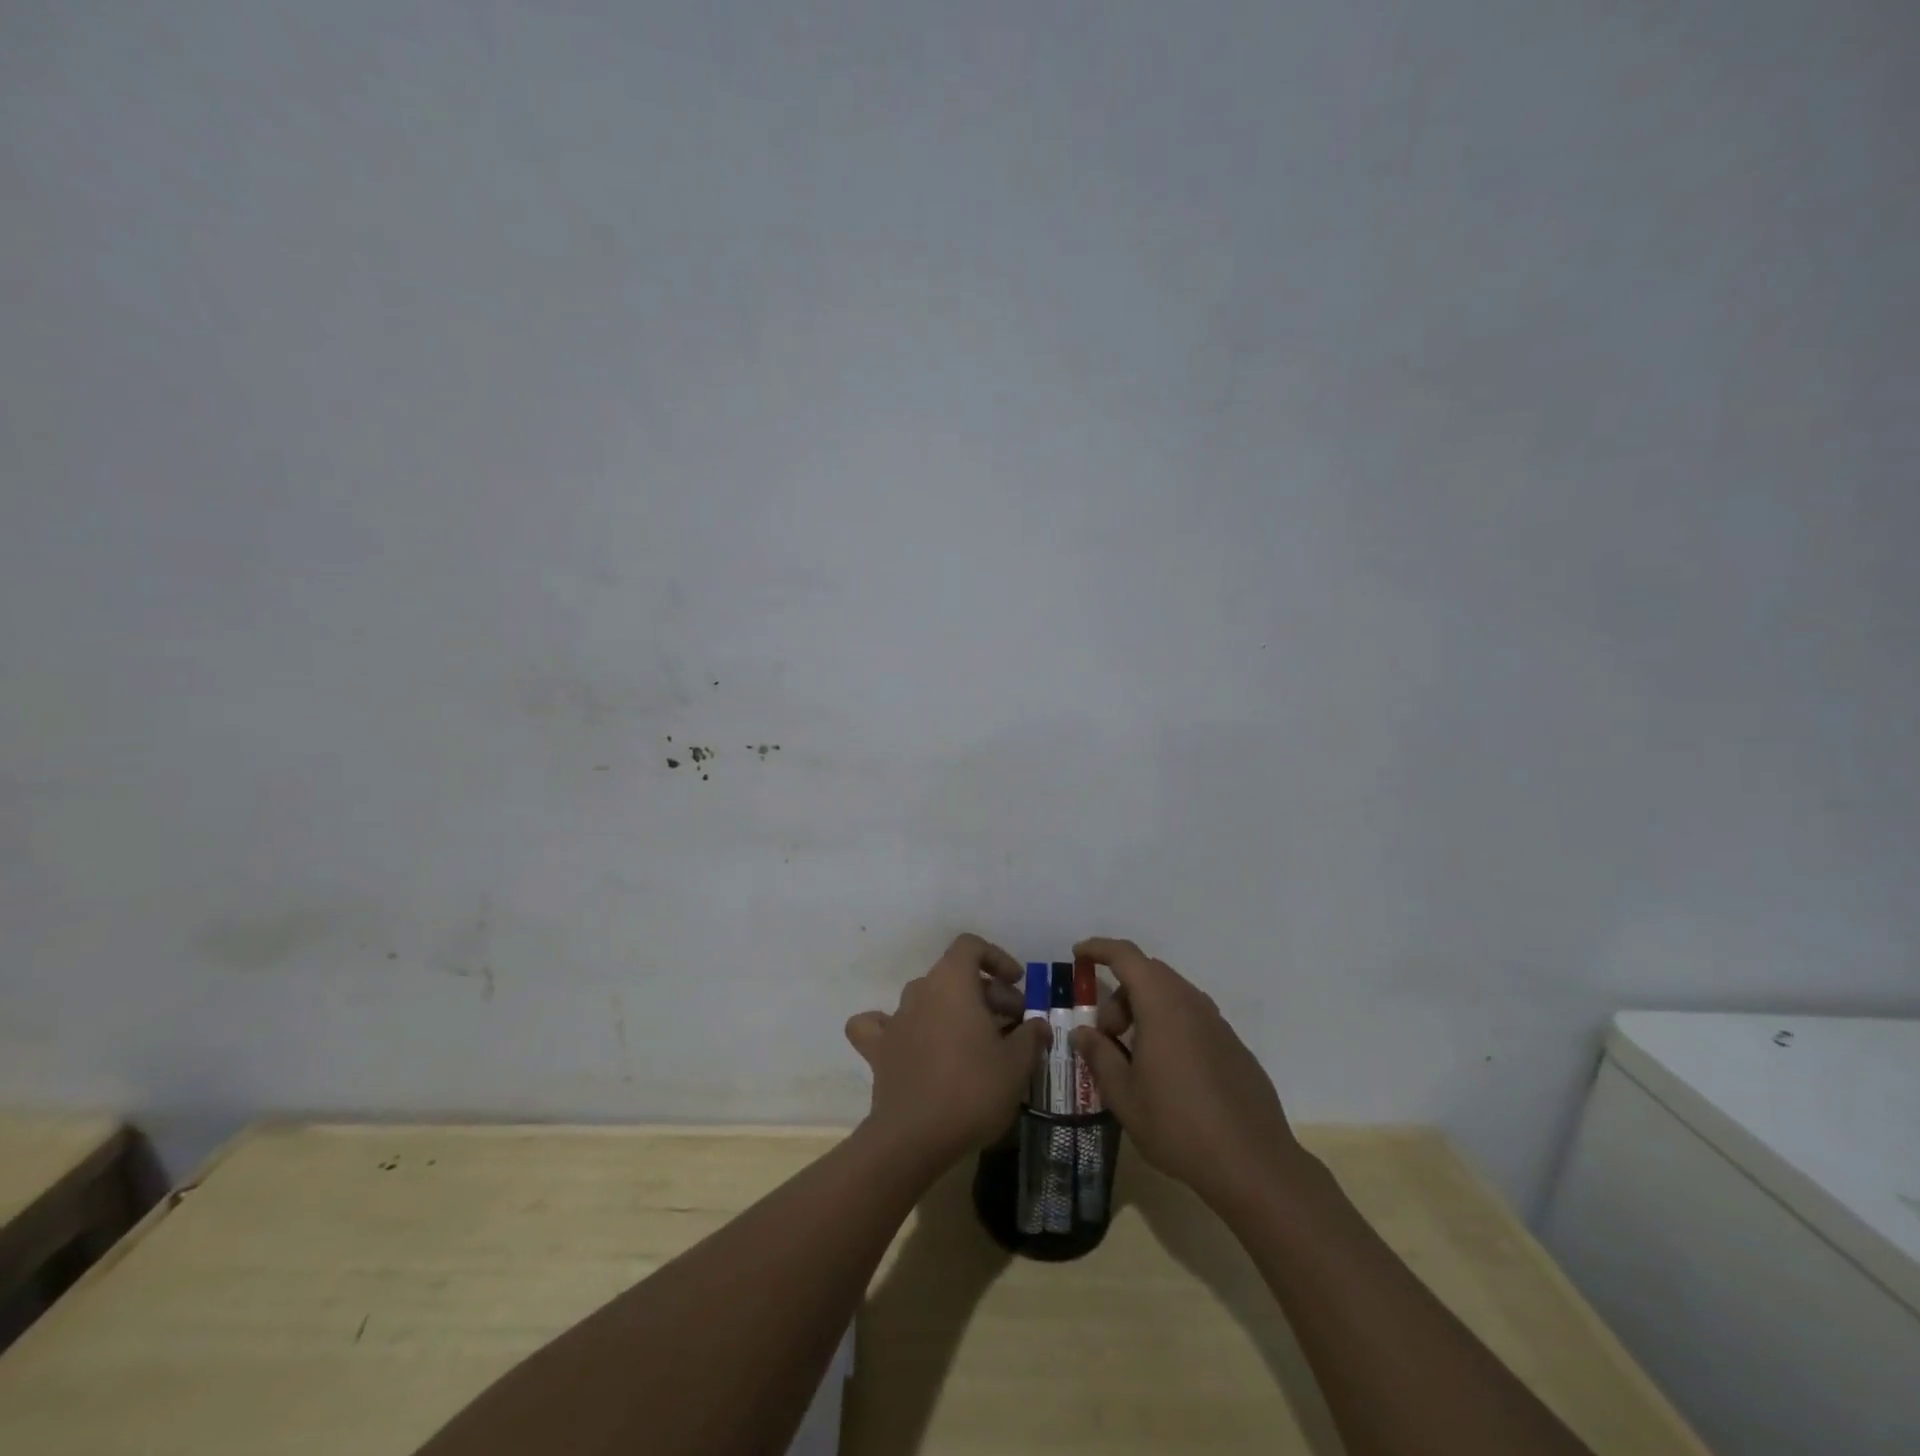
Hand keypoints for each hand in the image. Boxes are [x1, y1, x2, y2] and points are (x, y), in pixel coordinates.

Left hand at [845, 933, 1049, 1170]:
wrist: (915, 1137)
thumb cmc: (972, 1090)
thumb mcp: (1016, 1064)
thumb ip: (1030, 1036)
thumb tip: (1038, 1025)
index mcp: (952, 982)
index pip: (970, 946)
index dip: (997, 958)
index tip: (1017, 985)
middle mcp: (920, 991)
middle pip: (954, 975)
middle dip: (986, 993)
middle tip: (1012, 1025)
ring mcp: (895, 1019)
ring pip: (926, 999)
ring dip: (952, 1010)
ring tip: (975, 1040)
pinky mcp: (879, 1050)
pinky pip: (880, 1026)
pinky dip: (895, 1028)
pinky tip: (909, 1042)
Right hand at [1070, 937, 1309, 1213]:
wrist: (1254, 1164)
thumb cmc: (1178, 1125)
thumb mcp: (1124, 1095)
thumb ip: (1099, 1055)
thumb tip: (1083, 1033)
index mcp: (1162, 1004)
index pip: (1126, 956)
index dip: (1099, 949)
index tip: (1079, 956)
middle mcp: (1192, 1003)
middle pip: (1149, 975)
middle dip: (1120, 994)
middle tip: (1107, 1034)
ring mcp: (1217, 1023)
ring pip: (1172, 996)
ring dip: (1145, 1011)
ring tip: (1133, 1057)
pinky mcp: (1233, 1046)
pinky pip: (1192, 1019)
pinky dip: (1169, 1028)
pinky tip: (1167, 1073)